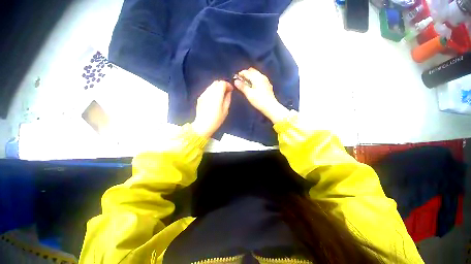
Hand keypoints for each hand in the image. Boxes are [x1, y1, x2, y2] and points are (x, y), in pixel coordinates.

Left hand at [192, 81, 232, 137]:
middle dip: (222, 85)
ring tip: (221, 95)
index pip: (222, 83)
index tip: (231, 90)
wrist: (202, 125)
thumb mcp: (225, 110)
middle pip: (216, 82)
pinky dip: (212, 91)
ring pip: (211, 86)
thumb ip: (227, 99)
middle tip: (226, 91)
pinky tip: (214, 98)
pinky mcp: (200, 98)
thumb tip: (229, 92)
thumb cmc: (216, 120)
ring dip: (217, 88)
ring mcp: (203, 95)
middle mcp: (209, 93)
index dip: (227, 84)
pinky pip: (207, 91)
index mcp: (216, 96)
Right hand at [234, 68, 288, 123]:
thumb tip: (235, 81)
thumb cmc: (259, 100)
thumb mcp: (249, 94)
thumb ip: (242, 86)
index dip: (240, 74)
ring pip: (256, 74)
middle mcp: (262, 76)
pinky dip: (255, 80)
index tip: (235, 79)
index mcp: (257, 77)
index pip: (246, 72)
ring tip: (246, 84)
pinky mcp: (268, 85)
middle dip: (246, 74)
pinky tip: (253, 87)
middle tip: (241, 81)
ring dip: (250, 77)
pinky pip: (260, 79)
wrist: (270, 106)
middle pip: (252, 71)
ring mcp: (266, 80)